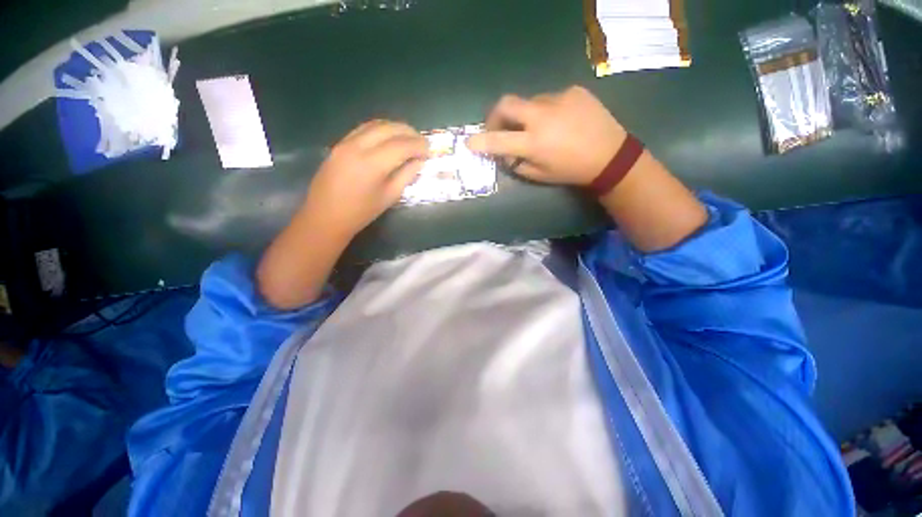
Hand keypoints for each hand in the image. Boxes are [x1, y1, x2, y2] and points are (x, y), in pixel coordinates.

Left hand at [257, 120, 426, 308]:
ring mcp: (345, 142)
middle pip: (389, 128)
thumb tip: (419, 162)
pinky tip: (388, 137)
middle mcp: (358, 146)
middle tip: (421, 141)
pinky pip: (363, 129)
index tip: (428, 150)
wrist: (325, 216)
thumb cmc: (361, 213)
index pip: (401, 145)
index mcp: (372, 164)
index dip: (418, 145)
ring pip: (375, 124)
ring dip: (395, 127)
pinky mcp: (339, 144)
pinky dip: (380, 129)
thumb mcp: (389, 197)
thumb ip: (406, 175)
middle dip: (409, 132)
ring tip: (408, 137)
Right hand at [467, 86, 626, 185]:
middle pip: (506, 103)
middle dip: (496, 115)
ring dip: (525, 115)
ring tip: (540, 128)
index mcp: (533, 143)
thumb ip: (516, 164)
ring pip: (529, 101)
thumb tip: (504, 155)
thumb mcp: (539, 175)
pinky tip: (561, 121)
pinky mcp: (573, 90)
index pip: (497, 140)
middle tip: (500, 126)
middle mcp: (542, 117)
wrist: (610, 155)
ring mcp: (558, 99)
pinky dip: (547, 110)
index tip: (469, 143)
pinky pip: (550, 98)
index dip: (480, 142)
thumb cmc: (570, 171)